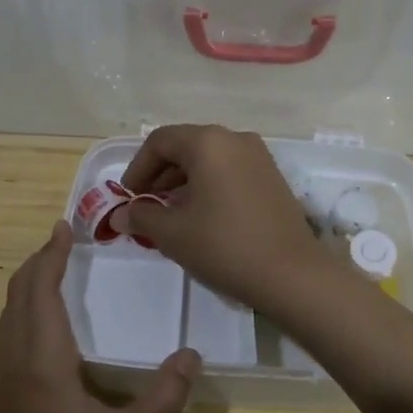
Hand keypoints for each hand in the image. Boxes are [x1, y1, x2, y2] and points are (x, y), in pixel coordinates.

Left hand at [0, 221, 200, 412]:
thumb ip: (165, 397)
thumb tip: (192, 355)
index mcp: (43, 361)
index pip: (41, 292)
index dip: (51, 257)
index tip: (63, 229)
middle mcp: (15, 361)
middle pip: (18, 296)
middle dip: (38, 263)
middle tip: (61, 240)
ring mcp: (0, 380)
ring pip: (7, 316)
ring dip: (27, 287)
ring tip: (51, 271)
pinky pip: (7, 336)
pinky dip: (23, 311)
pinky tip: (43, 325)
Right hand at [119, 124, 340, 313]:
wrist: (292, 274)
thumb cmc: (225, 246)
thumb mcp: (173, 233)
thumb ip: (142, 216)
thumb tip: (121, 214)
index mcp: (208, 142)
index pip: (160, 141)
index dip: (137, 167)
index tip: (128, 197)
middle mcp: (234, 139)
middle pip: (185, 145)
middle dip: (160, 174)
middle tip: (146, 206)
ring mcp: (258, 156)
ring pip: (209, 158)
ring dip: (183, 180)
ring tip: (171, 213)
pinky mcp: (272, 176)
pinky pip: (229, 169)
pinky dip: (208, 184)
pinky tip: (202, 215)